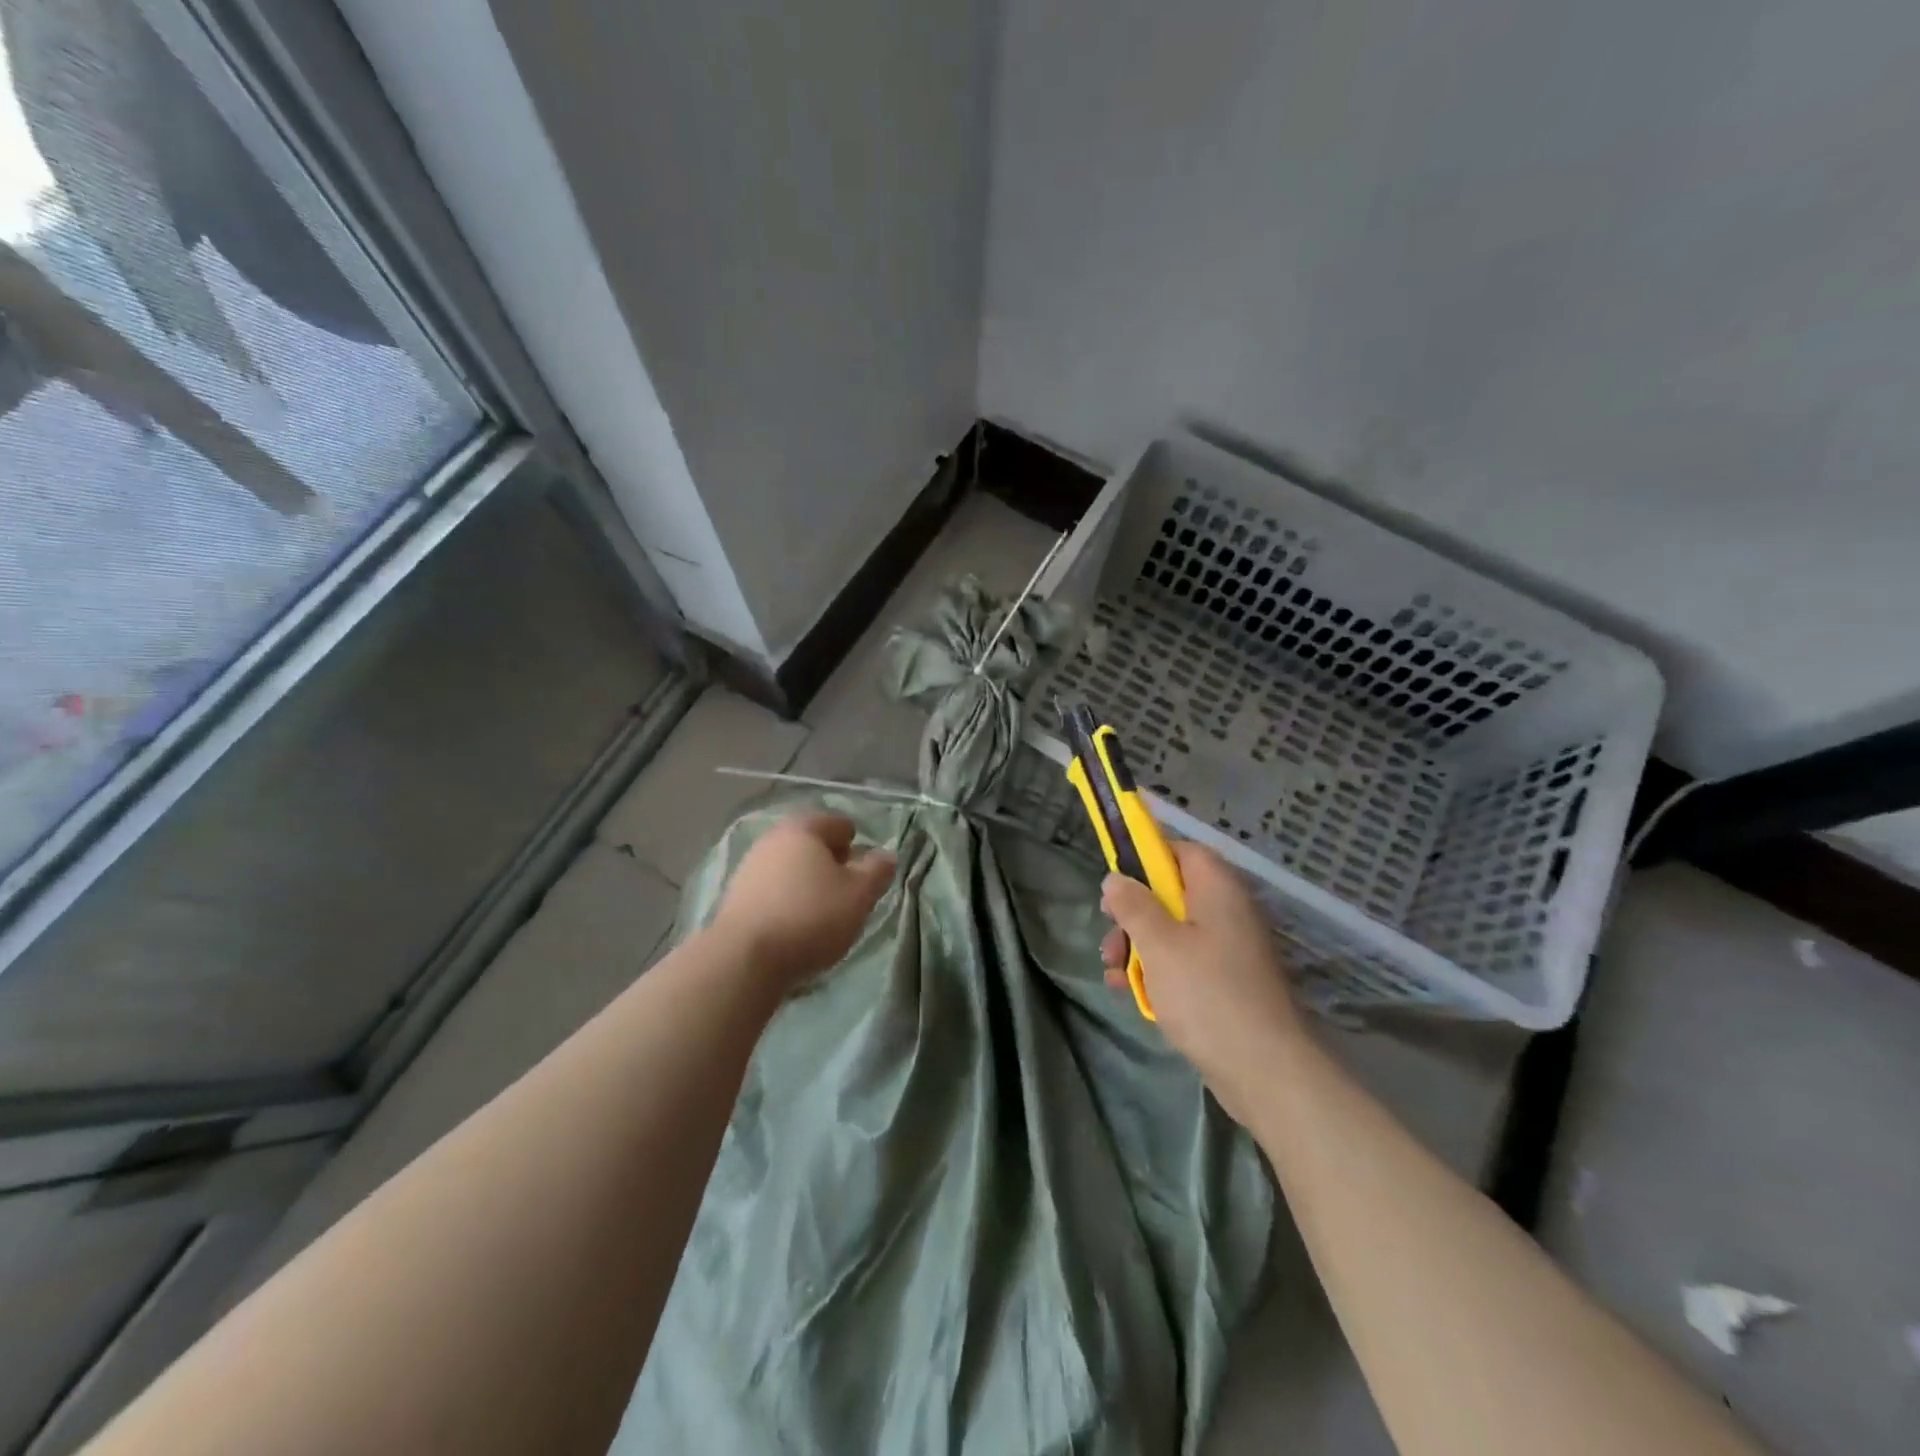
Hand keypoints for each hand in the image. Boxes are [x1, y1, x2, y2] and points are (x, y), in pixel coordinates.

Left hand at [710, 811, 896, 992]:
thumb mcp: (859, 895)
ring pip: (789, 867)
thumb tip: (886, 855)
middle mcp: (772, 839)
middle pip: (810, 843)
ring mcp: (748, 868)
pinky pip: (772, 890)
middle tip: (847, 890)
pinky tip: (795, 926)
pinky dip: (787, 900)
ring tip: (823, 912)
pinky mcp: (734, 898)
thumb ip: (877, 871)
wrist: (744, 958)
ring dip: (807, 882)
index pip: (838, 823)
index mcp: (803, 829)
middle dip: (830, 862)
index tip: (864, 872)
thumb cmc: (811, 917)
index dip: (856, 844)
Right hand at [1101, 841, 1305, 1122]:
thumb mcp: (1158, 944)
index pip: (1181, 851)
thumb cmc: (1206, 994)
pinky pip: (1185, 962)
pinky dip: (1158, 972)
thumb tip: (1115, 878)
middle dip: (1133, 914)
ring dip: (1138, 947)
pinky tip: (1132, 994)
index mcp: (1218, 889)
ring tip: (1113, 972)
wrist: (1264, 1070)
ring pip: (1173, 931)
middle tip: (1110, 936)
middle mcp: (1228, 911)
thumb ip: (1133, 905)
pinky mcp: (1226, 982)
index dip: (1146, 858)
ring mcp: (1229, 949)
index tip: (1115, 881)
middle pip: (1171, 894)